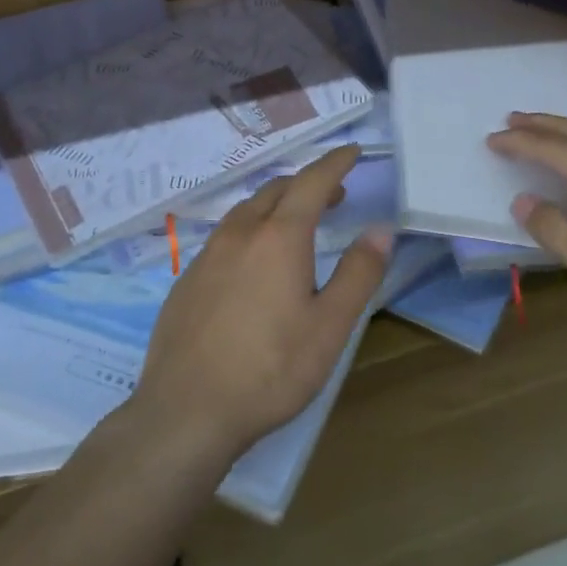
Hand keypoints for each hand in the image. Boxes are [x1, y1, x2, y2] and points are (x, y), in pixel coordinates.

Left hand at [134, 144, 391, 459]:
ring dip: (277, 205)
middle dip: (307, 183)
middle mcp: (240, 234)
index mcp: (279, 237)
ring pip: (246, 211)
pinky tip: (253, 262)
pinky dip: (250, 230)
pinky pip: (225, 237)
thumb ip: (359, 273)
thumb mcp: (330, 326)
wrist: (185, 413)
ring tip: (295, 223)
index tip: (352, 152)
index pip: (312, 182)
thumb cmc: (270, 370)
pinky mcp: (186, 280)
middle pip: (276, 190)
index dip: (335, 163)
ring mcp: (207, 255)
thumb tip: (381, 229)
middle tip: (333, 195)